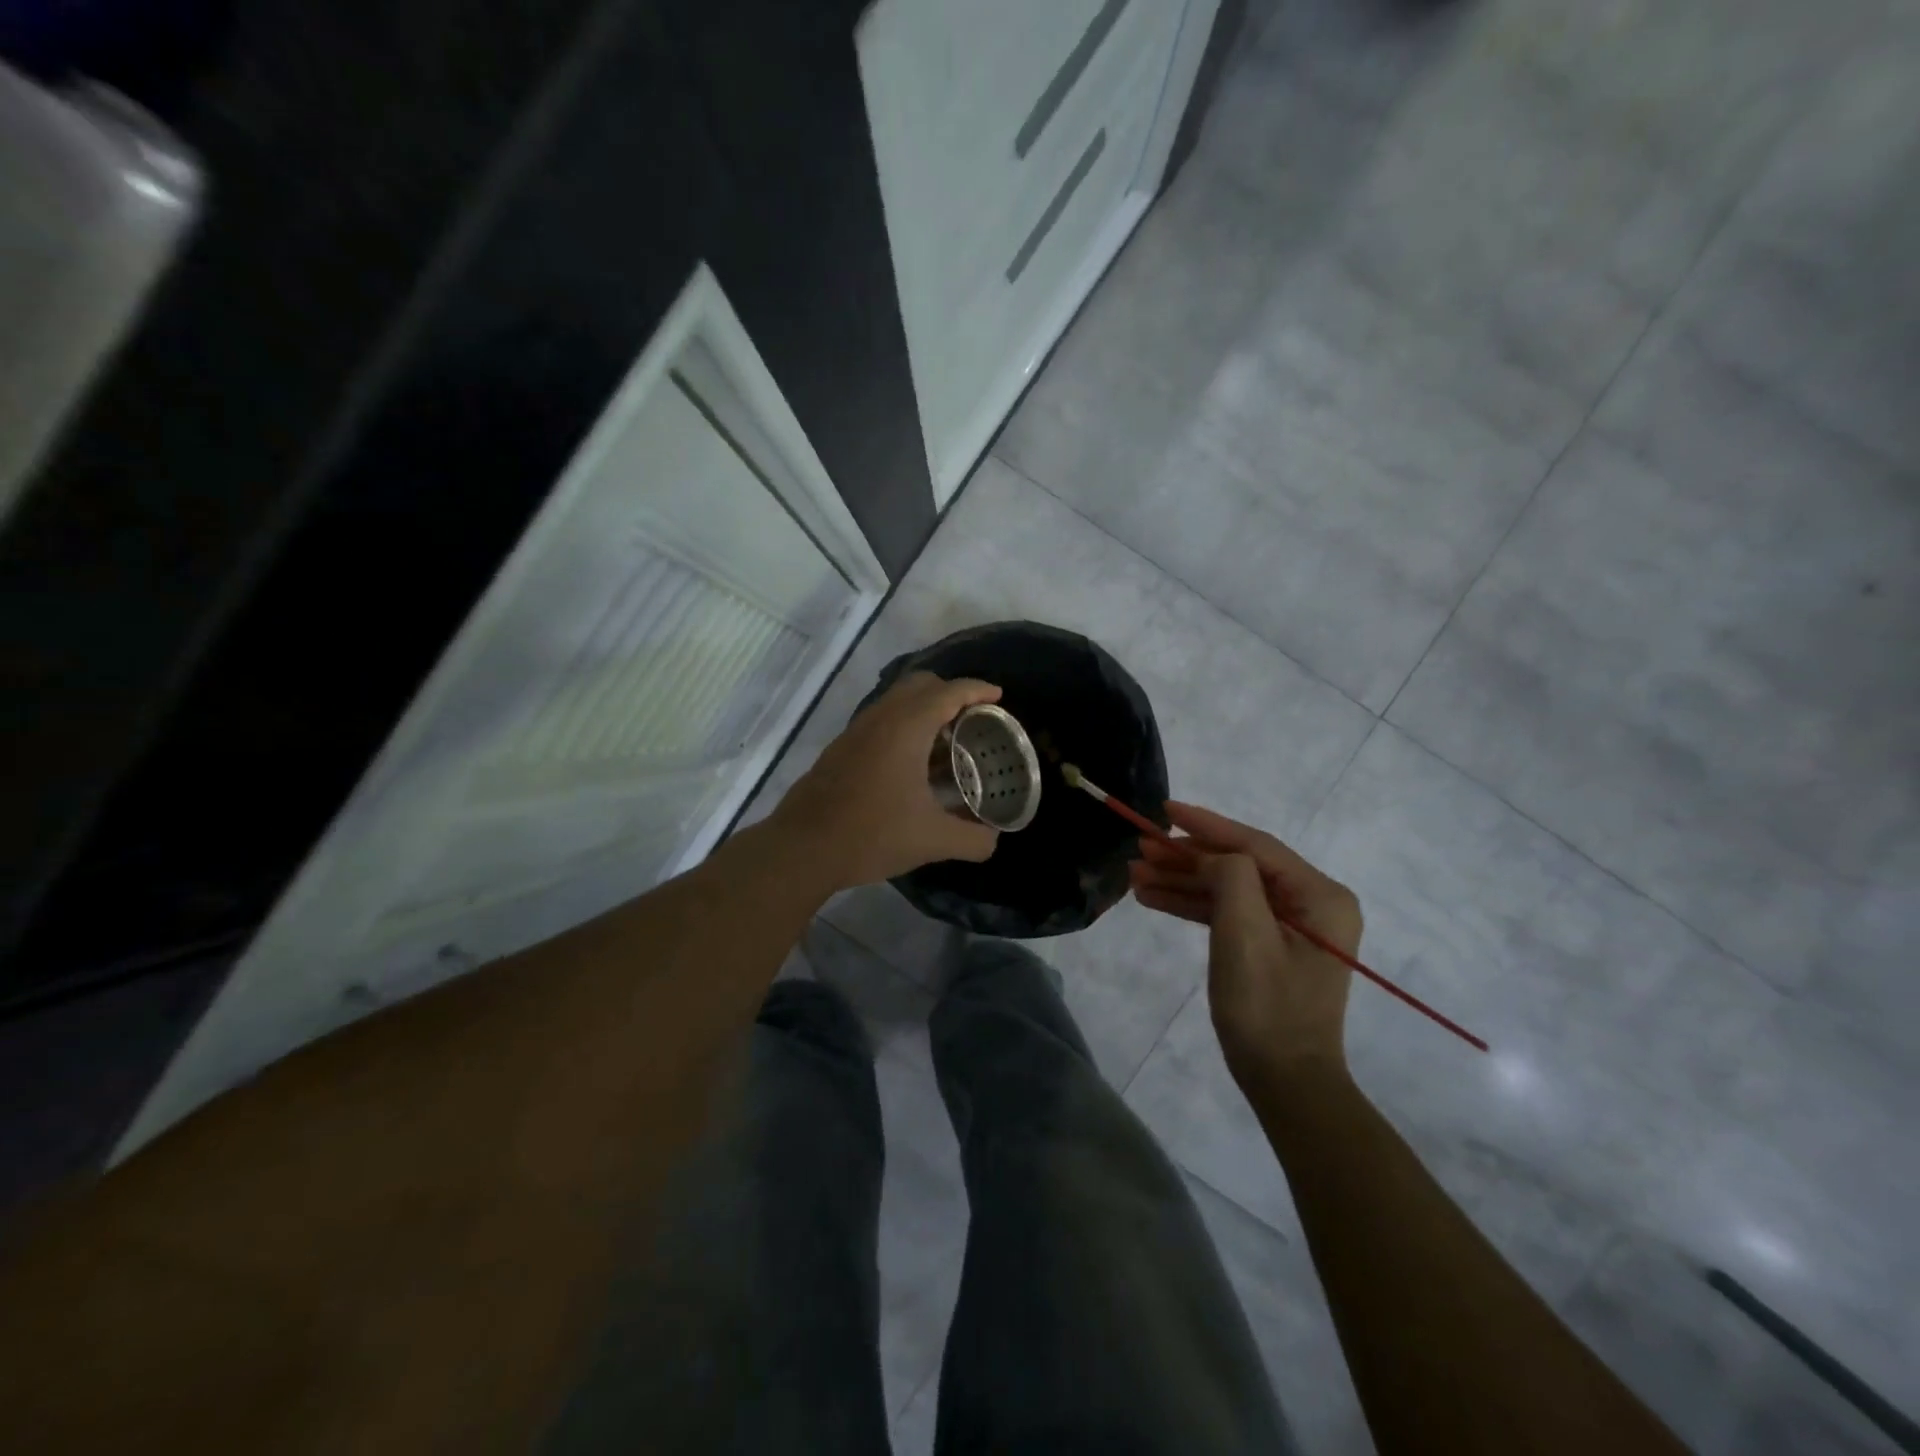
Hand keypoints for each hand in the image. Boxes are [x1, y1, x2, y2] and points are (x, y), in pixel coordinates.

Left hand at [774, 672, 1002, 889]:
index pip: (949, 692)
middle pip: (920, 684)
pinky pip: (881, 720)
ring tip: (947, 743)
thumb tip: (993, 840)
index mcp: (906, 727)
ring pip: (896, 702)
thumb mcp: (933, 841)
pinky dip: (904, 726)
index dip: (977, 690)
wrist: (803, 848)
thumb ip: (973, 839)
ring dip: (925, 710)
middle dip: (951, 692)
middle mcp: (880, 718)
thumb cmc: (872, 834)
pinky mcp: (841, 748)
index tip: (998, 697)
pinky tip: (913, 765)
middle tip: (974, 718)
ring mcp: (856, 731)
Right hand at [1129, 802, 1361, 1086]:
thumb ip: (1229, 877)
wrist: (1285, 1082)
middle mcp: (1312, 903)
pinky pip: (1229, 913)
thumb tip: (1211, 860)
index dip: (1206, 825)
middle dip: (1186, 857)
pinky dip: (1192, 905)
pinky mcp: (1273, 947)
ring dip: (1182, 881)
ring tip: (1135, 875)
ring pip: (1229, 889)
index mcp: (1320, 895)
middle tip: (1139, 849)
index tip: (1164, 810)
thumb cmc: (1267, 1007)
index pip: (1255, 845)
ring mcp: (1293, 927)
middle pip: (1239, 865)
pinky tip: (1154, 898)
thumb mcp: (1244, 933)